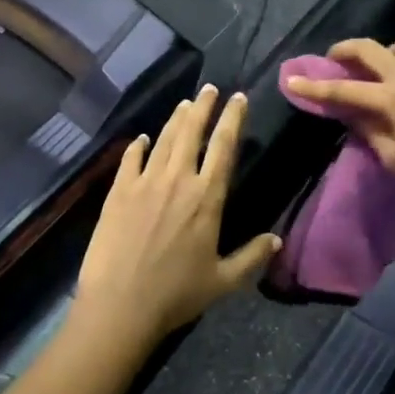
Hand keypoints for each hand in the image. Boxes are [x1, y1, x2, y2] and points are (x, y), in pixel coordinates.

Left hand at [72, 85, 281, 349]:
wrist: (120, 305)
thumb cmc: (176, 294)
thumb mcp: (223, 281)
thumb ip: (252, 257)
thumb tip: (276, 239)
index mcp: (207, 198)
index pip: (224, 147)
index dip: (233, 119)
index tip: (238, 98)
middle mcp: (177, 180)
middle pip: (192, 132)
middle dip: (203, 107)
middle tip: (209, 89)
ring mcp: (144, 182)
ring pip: (163, 140)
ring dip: (175, 119)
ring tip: (184, 104)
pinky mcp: (117, 192)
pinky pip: (130, 159)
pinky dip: (137, 146)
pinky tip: (141, 139)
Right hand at [283, 38, 394, 211]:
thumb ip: (370, 131)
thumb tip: (352, 114)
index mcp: (392, 99)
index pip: (343, 91)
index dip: (314, 87)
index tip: (291, 81)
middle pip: (371, 49)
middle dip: (346, 49)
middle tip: (335, 59)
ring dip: (390, 52)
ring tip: (386, 69)